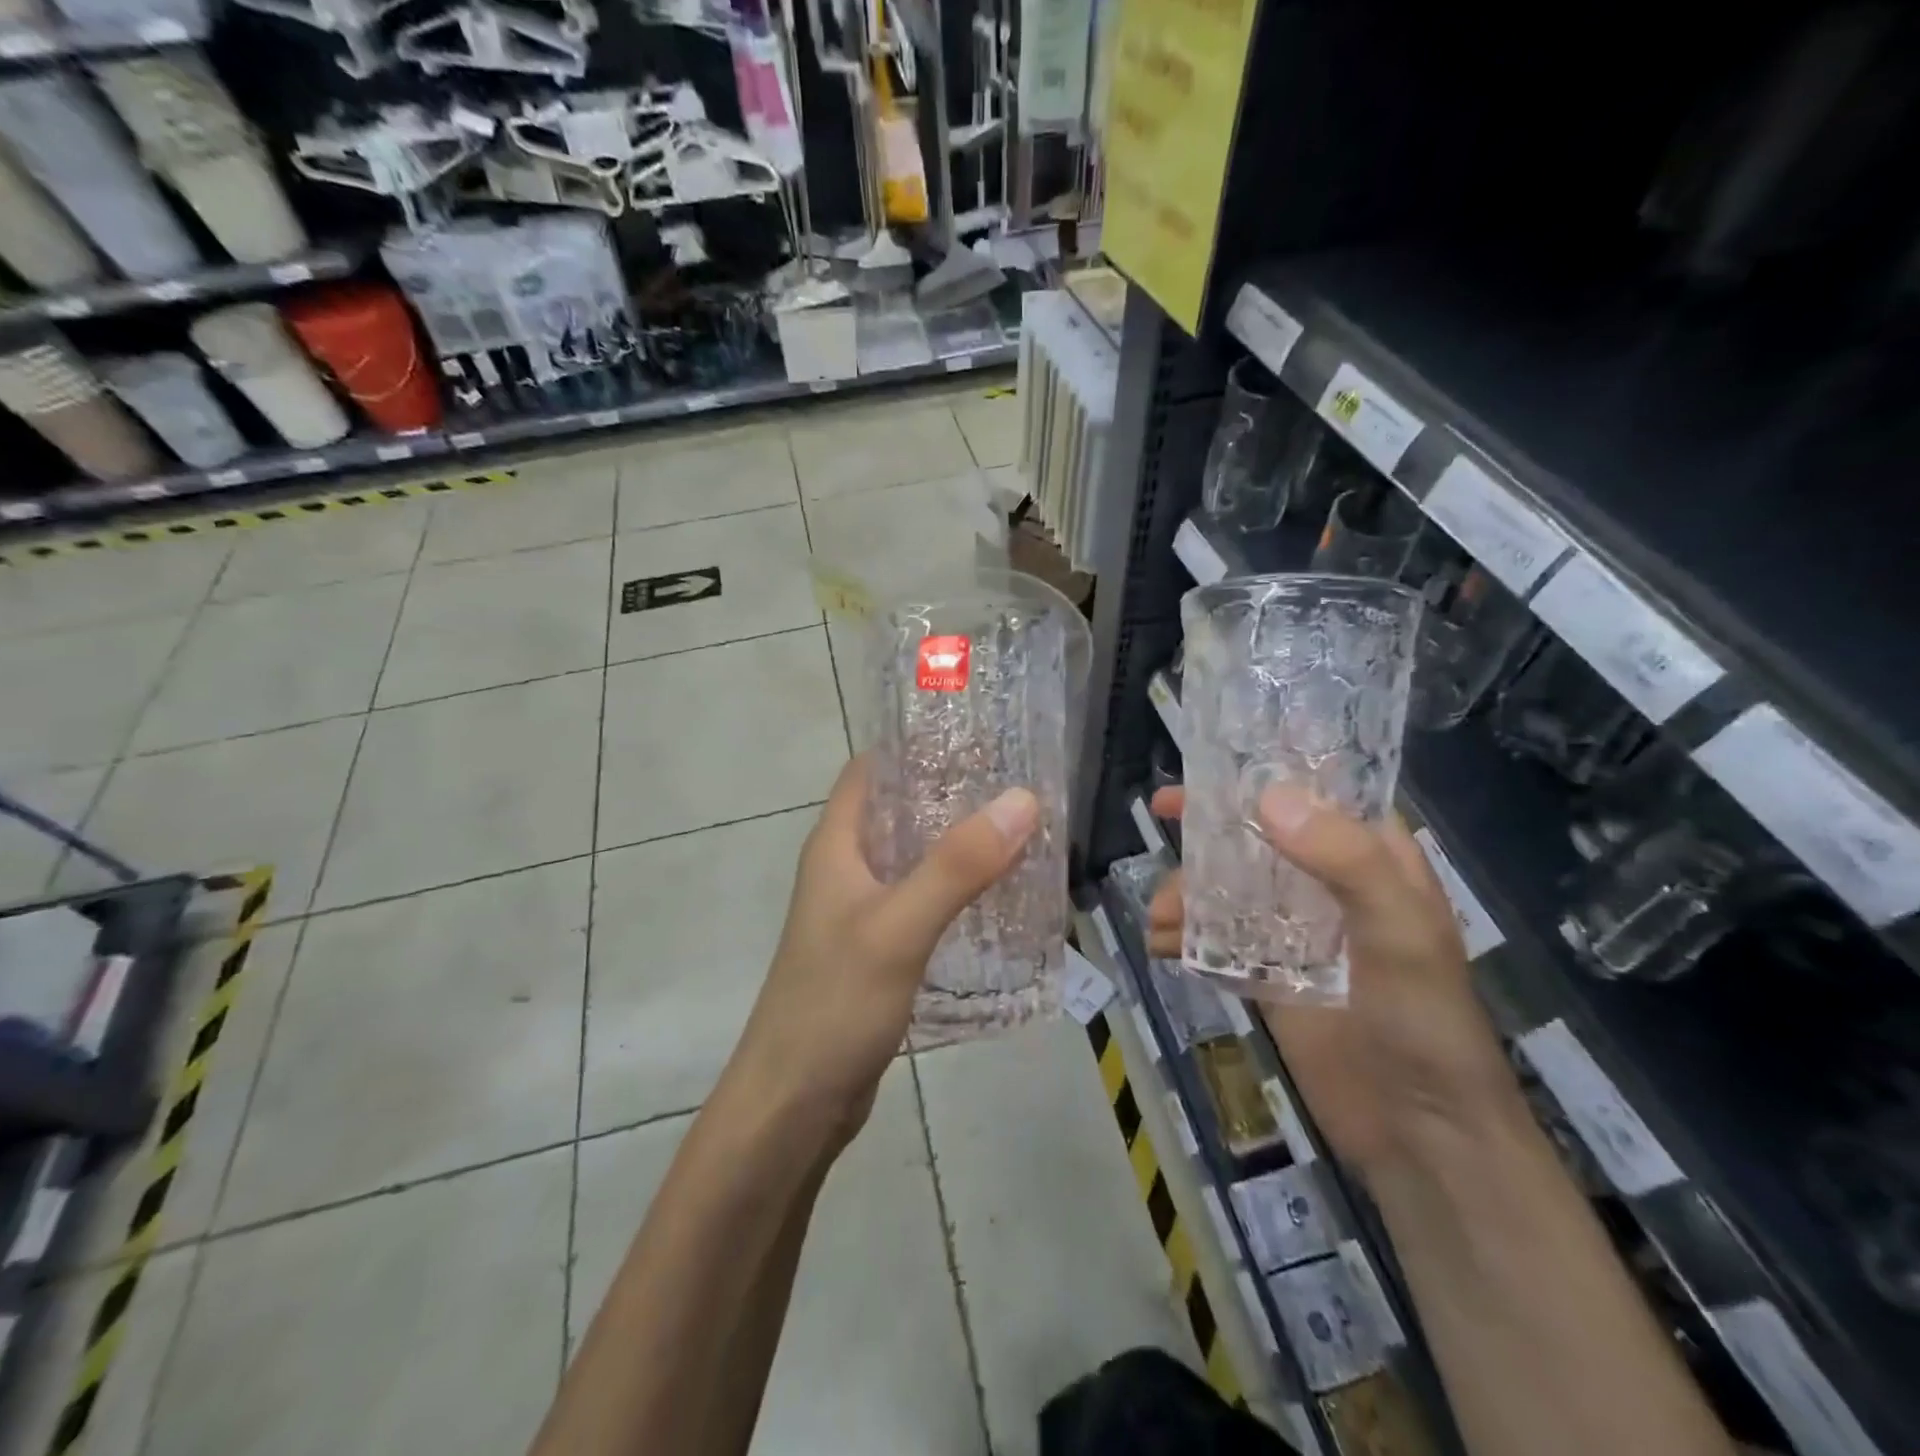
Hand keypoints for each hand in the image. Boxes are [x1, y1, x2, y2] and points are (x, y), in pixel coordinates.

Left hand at [731, 755, 1038, 1136]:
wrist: (793, 1105)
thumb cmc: (834, 1005)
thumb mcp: (899, 928)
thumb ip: (958, 866)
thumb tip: (1023, 800)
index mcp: (836, 846)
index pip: (871, 770)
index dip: (916, 747)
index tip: (978, 738)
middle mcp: (844, 869)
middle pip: (898, 811)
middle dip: (950, 794)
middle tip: (1017, 784)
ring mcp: (859, 912)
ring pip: (912, 858)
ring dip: (956, 843)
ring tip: (1019, 831)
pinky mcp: (877, 950)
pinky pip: (920, 900)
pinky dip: (954, 888)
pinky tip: (996, 896)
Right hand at [1145, 785, 1516, 1179]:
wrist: (1422, 1137)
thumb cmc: (1425, 1022)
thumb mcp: (1399, 932)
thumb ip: (1342, 859)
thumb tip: (1265, 797)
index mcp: (1371, 862)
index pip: (1315, 798)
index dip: (1262, 777)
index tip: (1208, 769)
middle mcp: (1329, 887)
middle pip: (1256, 839)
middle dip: (1206, 831)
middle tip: (1158, 814)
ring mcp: (1295, 934)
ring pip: (1227, 889)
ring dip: (1186, 892)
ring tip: (1156, 916)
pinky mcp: (1269, 976)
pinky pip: (1217, 941)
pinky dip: (1184, 937)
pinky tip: (1157, 946)